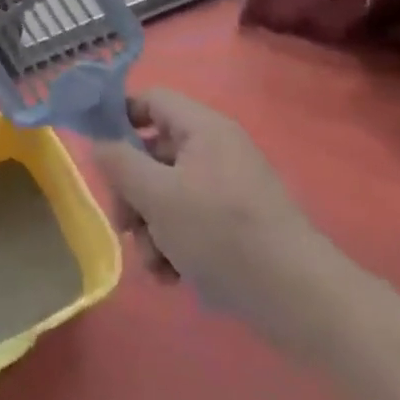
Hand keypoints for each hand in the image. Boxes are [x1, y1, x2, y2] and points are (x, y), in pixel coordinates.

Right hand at [93, 88, 338, 340]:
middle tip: (124, 225)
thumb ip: (120, 163)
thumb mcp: (158, 196)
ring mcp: (229, 189)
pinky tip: (173, 277)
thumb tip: (100, 144)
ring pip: (168, 194)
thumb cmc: (222, 234)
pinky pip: (191, 221)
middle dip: (132, 192)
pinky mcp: (238, 225)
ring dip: (151, 227)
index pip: (151, 99)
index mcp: (203, 129)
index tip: (98, 151)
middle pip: (154, 152)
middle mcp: (216, 150)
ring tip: (155, 264)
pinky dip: (175, 244)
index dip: (119, 116)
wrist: (301, 300)